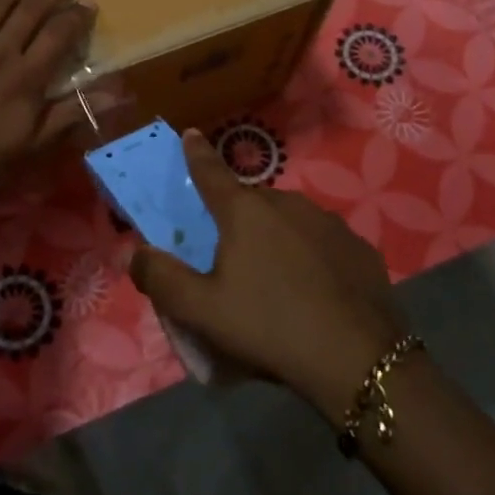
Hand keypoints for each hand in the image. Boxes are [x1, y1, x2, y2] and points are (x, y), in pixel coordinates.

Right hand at [129, 131, 408, 421]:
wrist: (358, 360)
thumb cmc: (268, 327)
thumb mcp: (200, 311)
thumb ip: (161, 278)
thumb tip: (136, 254)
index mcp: (244, 212)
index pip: (210, 172)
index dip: (196, 154)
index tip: (191, 134)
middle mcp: (287, 203)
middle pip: (251, 202)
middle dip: (237, 218)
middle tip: (230, 256)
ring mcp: (328, 222)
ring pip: (289, 220)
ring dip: (275, 236)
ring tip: (274, 280)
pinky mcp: (358, 247)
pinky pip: (321, 242)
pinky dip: (310, 255)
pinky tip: (313, 291)